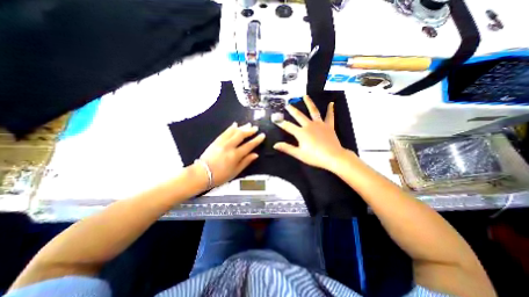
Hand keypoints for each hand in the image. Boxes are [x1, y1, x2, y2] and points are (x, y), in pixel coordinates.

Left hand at [199, 122, 263, 186]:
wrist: (202, 174)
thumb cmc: (220, 175)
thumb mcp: (236, 171)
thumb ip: (246, 162)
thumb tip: (255, 155)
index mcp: (235, 155)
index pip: (249, 145)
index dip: (256, 140)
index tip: (262, 135)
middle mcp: (229, 146)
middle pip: (241, 135)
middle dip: (249, 131)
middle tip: (255, 128)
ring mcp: (222, 142)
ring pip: (233, 132)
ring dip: (242, 127)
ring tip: (248, 124)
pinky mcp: (216, 141)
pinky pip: (224, 132)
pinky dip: (230, 128)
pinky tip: (234, 124)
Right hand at [273, 97, 347, 170]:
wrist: (333, 157)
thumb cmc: (315, 156)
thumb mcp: (299, 154)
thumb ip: (287, 148)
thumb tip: (275, 145)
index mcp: (301, 133)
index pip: (288, 126)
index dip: (281, 123)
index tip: (275, 119)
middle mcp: (309, 125)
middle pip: (299, 115)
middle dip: (292, 110)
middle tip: (287, 104)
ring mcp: (319, 124)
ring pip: (313, 111)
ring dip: (309, 103)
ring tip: (305, 96)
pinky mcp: (329, 126)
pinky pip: (330, 116)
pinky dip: (330, 110)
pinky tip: (331, 103)